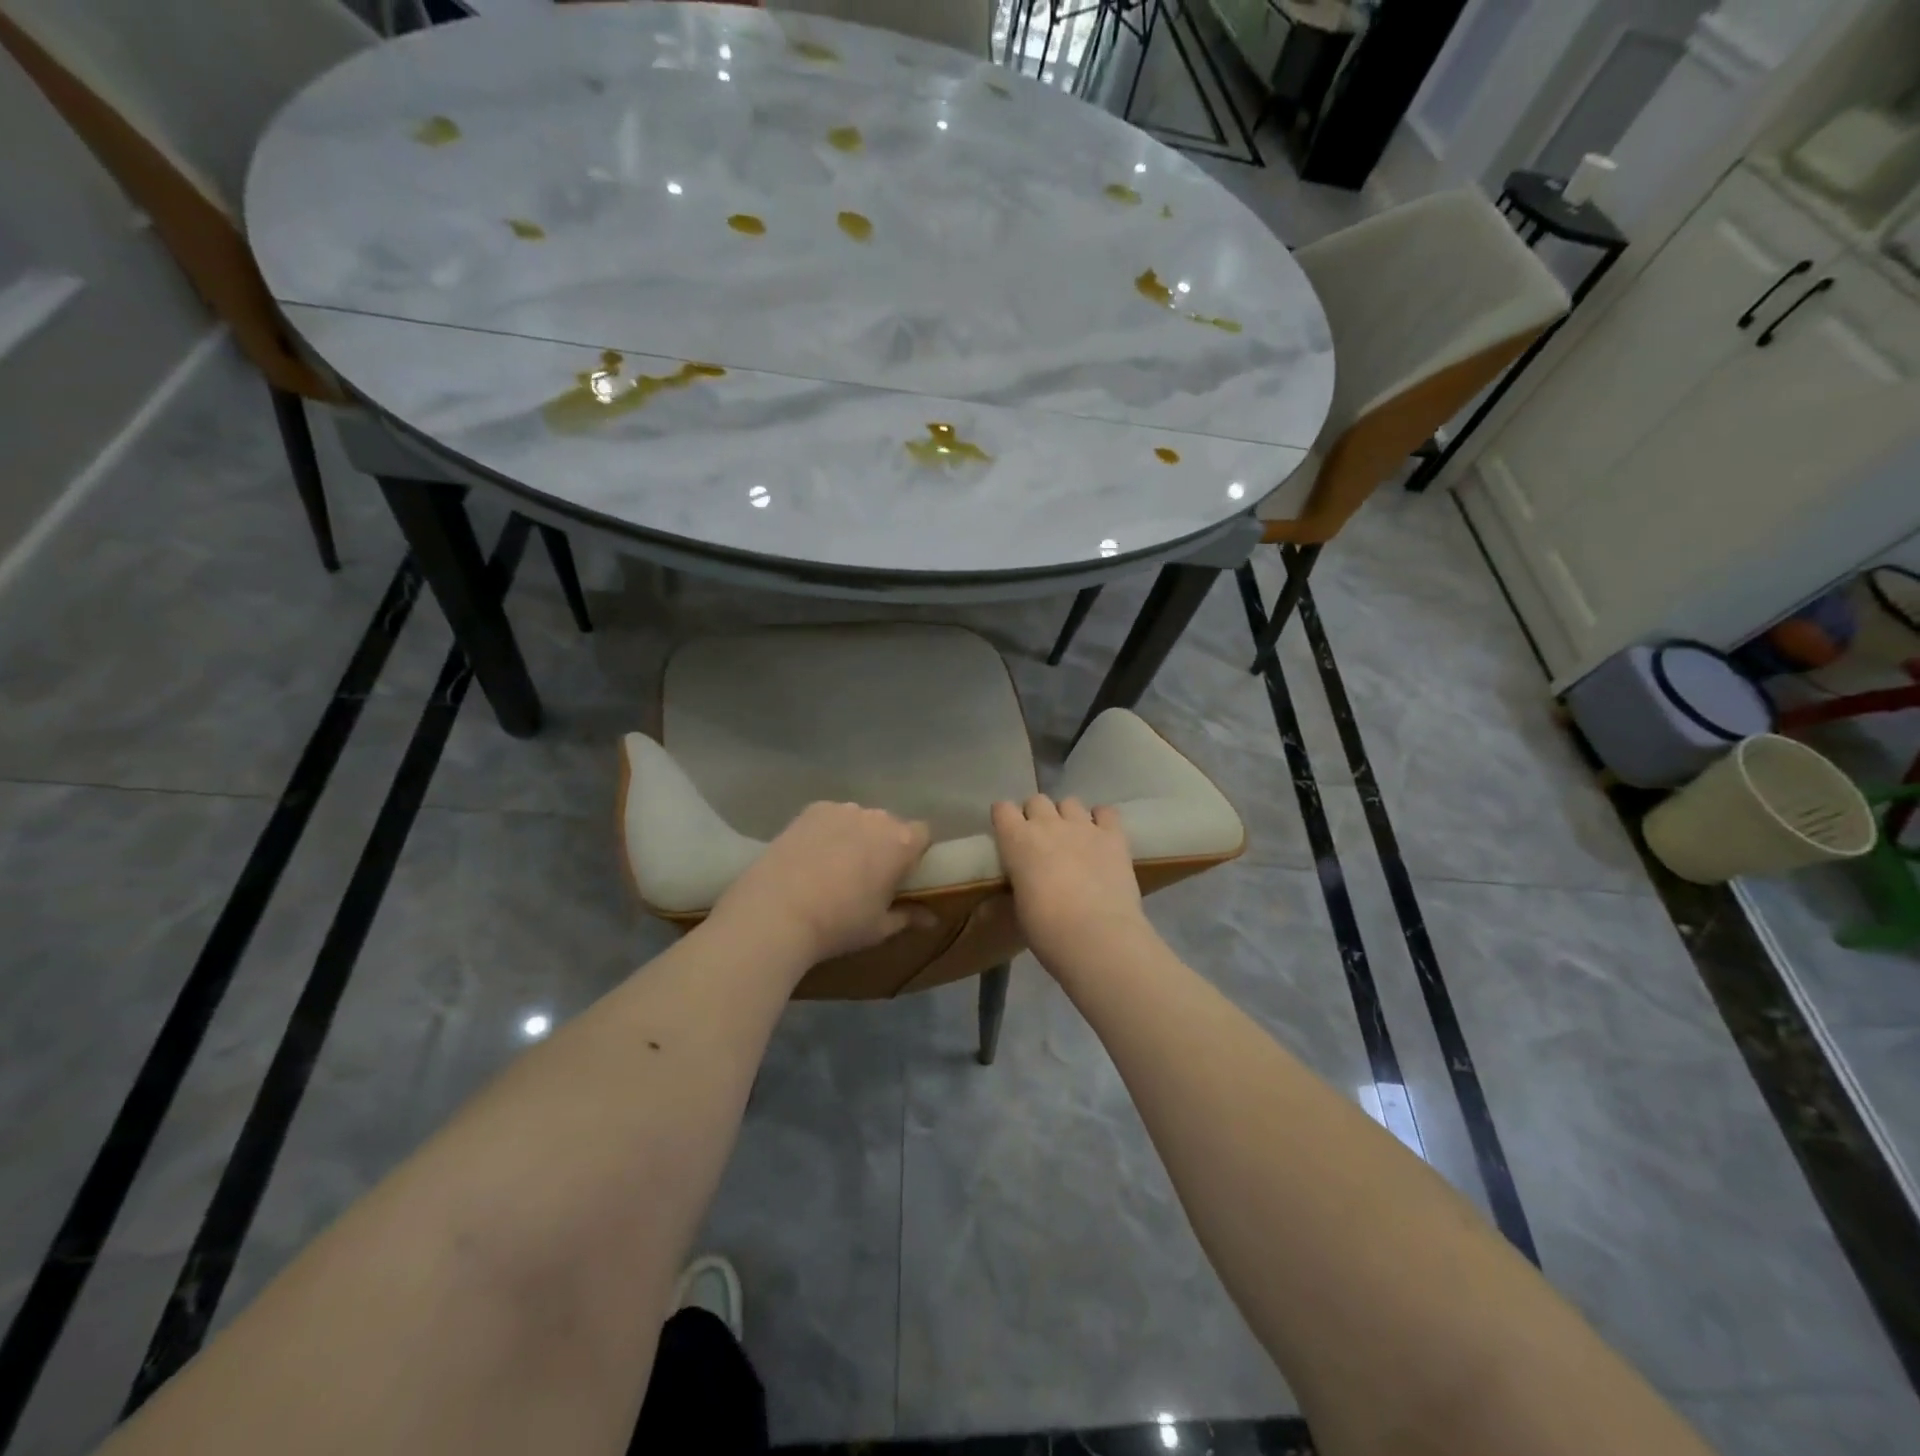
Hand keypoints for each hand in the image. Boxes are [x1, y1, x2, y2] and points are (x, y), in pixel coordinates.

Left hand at [710, 802, 932, 965]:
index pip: (923, 834)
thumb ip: (908, 916)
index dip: (915, 854)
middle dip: (884, 844)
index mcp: (902, 843)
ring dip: (856, 835)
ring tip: (834, 866)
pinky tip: (811, 856)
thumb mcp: (879, 928)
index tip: (901, 876)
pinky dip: (828, 831)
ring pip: (859, 819)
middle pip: (891, 825)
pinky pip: (831, 817)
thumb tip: (932, 918)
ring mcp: (842, 809)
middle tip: (867, 875)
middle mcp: (877, 817)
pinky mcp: (812, 810)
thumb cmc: (839, 924)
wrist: (776, 912)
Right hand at [991, 795, 1153, 973]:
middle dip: (1037, 815)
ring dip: (1067, 816)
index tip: (1008, 833)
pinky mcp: (1113, 835)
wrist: (1096, 935)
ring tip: (1073, 837)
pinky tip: (1101, 836)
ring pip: (1070, 802)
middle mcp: (1048, 824)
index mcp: (1017, 840)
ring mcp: (1083, 826)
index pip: (1002, 808)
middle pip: (1037, 801)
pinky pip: (1106, 812)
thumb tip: (1027, 879)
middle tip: (1042, 839)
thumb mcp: (1019, 903)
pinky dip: (1101, 819)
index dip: (1005, 819)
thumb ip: (1021, 879)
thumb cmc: (1046, 929)